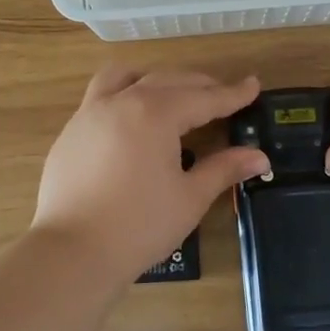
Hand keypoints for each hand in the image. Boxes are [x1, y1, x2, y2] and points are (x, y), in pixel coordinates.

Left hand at [33, 67, 270, 282]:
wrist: (72, 253)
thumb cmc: (140, 226)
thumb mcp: (190, 197)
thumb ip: (224, 169)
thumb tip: (260, 156)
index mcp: (155, 113)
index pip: (204, 98)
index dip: (232, 94)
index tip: (253, 85)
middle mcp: (121, 102)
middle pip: (168, 80)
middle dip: (199, 85)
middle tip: (223, 95)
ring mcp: (89, 114)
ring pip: (125, 77)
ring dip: (154, 79)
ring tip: (172, 94)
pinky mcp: (70, 133)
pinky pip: (101, 97)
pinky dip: (125, 96)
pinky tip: (133, 123)